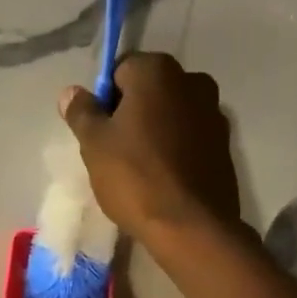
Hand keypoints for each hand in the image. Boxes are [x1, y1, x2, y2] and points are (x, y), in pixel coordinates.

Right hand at [59, 52, 240, 242]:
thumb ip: (82, 113)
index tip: (99, 132)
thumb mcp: (94, 146)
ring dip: (155, 133)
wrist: (190, 226)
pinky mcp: (225, 147)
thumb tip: (71, 93)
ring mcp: (214, 114)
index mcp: (158, 71)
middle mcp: (192, 81)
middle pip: (149, 92)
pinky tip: (164, 181)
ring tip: (141, 171)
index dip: (105, 100)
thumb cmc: (135, 178)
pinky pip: (190, 140)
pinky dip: (176, 152)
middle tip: (115, 153)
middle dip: (131, 115)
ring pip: (172, 116)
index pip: (121, 71)